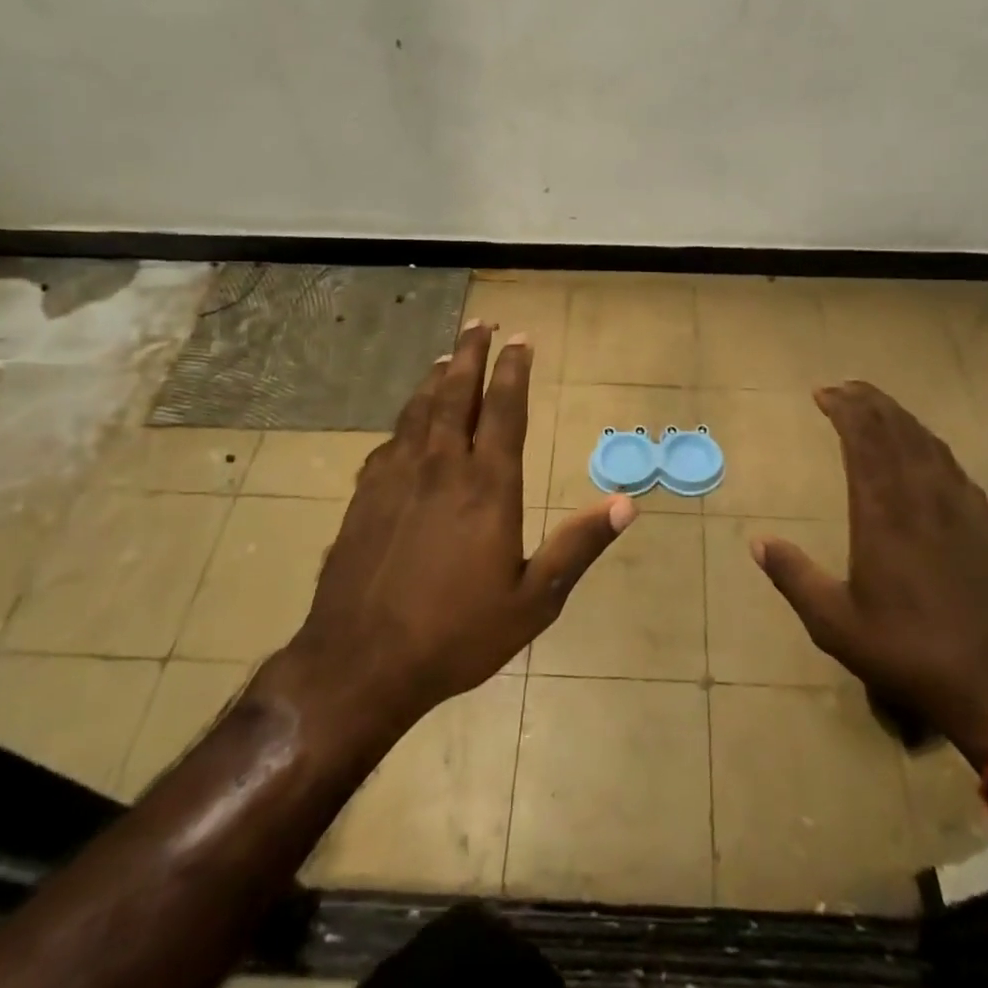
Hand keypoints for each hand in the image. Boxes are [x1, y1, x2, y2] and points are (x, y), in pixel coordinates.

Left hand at [273, 321, 635, 735]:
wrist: (360, 664)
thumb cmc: (456, 634)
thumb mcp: (533, 600)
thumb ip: (578, 547)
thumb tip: (627, 504)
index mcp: (488, 485)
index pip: (505, 409)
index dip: (513, 369)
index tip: (520, 339)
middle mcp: (442, 466)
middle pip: (456, 393)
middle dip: (470, 354)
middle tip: (480, 323)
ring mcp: (397, 477)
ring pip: (419, 410)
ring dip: (435, 378)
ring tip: (445, 357)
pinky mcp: (365, 495)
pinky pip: (390, 441)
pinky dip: (404, 420)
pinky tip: (406, 423)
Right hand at [752, 381, 987, 762]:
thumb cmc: (908, 651)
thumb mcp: (835, 624)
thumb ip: (794, 577)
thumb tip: (756, 542)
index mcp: (882, 511)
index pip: (862, 439)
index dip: (844, 408)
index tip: (823, 393)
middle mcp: (921, 495)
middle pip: (895, 429)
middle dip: (868, 401)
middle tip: (844, 388)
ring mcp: (958, 506)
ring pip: (926, 441)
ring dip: (899, 417)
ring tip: (877, 407)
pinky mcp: (983, 523)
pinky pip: (952, 465)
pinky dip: (929, 443)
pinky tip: (924, 449)